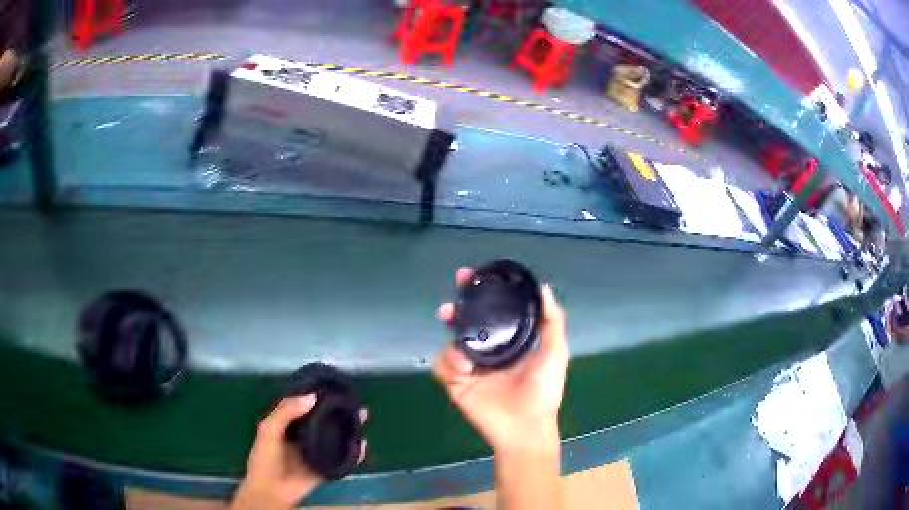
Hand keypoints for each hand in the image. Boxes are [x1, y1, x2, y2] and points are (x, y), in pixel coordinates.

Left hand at [231, 396, 366, 509]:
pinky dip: (354, 453)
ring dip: (349, 429)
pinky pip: (343, 459)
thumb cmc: (265, 458)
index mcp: (289, 425)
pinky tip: (363, 445)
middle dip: (339, 412)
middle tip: (353, 402)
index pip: (306, 407)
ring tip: (362, 418)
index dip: (318, 397)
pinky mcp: (327, 468)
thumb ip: (286, 412)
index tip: (333, 387)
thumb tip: (313, 398)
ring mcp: (317, 453)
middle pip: (325, 421)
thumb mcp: (269, 429)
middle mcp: (305, 436)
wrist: (272, 490)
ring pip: (336, 438)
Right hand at [432, 268, 568, 453]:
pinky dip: (448, 364)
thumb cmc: (544, 389)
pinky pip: (441, 366)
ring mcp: (470, 367)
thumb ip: (552, 320)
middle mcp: (487, 350)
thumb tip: (544, 287)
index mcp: (508, 341)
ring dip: (451, 343)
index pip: (489, 311)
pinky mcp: (456, 384)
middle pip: (463, 324)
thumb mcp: (555, 351)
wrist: (527, 426)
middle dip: (454, 311)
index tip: (469, 276)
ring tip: (465, 358)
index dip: (478, 293)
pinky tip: (464, 370)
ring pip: (449, 343)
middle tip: (449, 308)